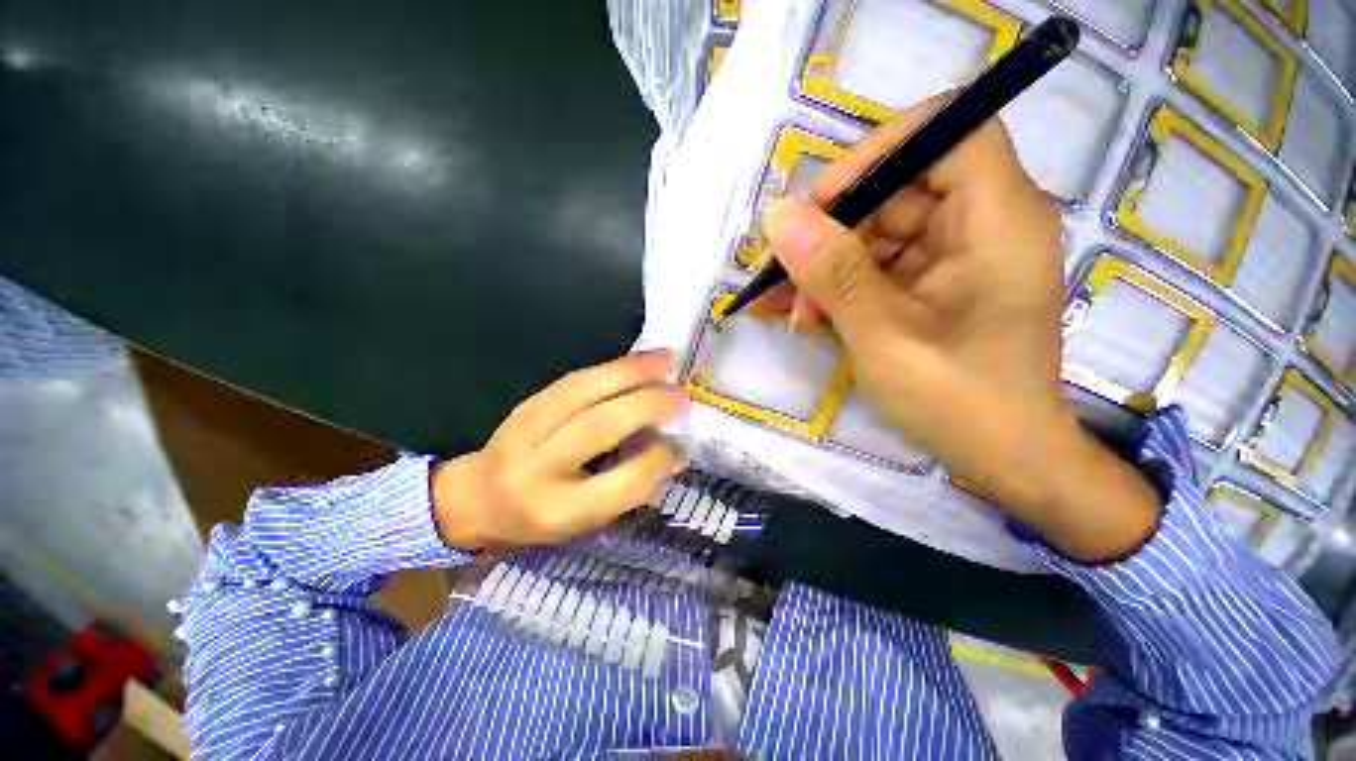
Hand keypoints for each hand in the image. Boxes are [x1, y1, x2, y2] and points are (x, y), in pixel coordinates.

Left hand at [430, 351, 688, 548]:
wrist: (473, 498)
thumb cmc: (536, 518)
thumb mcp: (584, 520)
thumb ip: (628, 486)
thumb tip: (672, 450)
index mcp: (558, 510)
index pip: (621, 483)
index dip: (658, 459)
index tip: (679, 444)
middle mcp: (539, 469)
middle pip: (600, 426)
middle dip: (648, 404)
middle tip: (683, 393)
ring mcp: (527, 429)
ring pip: (585, 390)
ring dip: (631, 371)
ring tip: (666, 359)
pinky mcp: (527, 403)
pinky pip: (574, 379)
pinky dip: (611, 367)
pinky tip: (636, 360)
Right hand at [762, 97, 1160, 560]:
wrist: (1003, 457)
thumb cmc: (959, 400)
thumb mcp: (885, 336)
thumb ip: (834, 274)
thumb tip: (779, 218)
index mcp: (997, 219)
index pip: (948, 130)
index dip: (879, 151)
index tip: (821, 203)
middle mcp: (983, 222)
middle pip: (899, 186)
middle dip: (833, 229)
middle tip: (784, 274)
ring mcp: (956, 253)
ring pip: (878, 229)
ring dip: (827, 266)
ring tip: (791, 309)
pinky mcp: (935, 281)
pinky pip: (879, 263)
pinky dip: (840, 285)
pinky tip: (808, 315)